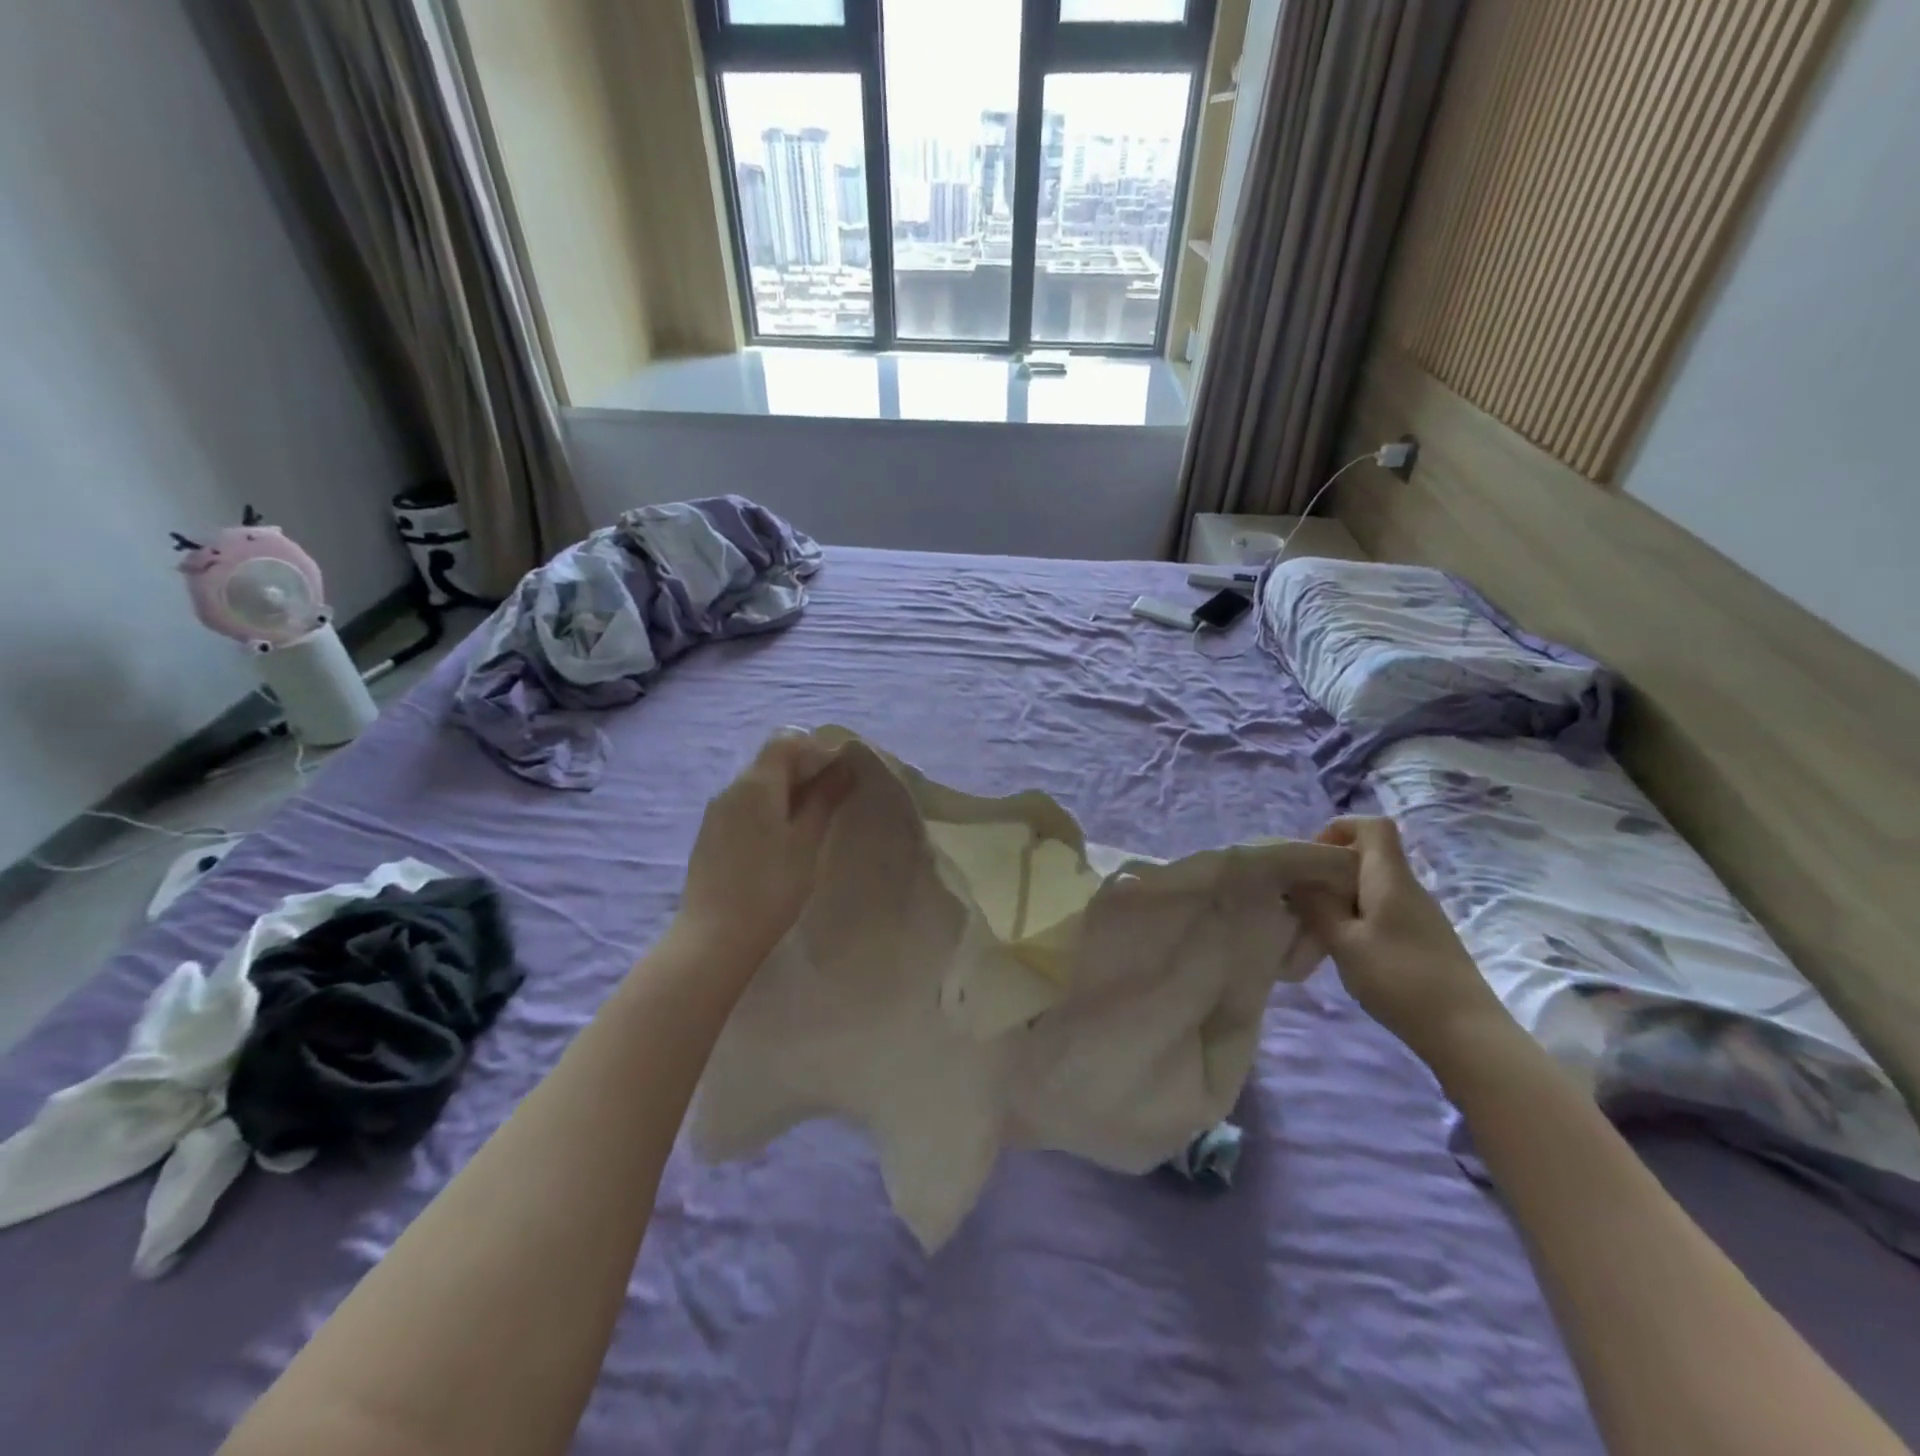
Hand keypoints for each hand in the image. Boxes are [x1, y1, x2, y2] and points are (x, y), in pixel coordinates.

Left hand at [673, 731, 854, 971]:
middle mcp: (731, 789)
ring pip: (758, 786)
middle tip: (834, 799)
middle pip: (771, 762)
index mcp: (756, 783)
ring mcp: (716, 813)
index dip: (817, 749)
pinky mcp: (710, 836)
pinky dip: (769, 811)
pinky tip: (782, 841)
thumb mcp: (806, 841)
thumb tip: (844, 766)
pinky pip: (745, 808)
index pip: (787, 741)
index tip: (843, 773)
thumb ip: (825, 798)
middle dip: (805, 771)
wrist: (714, 937)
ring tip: (812, 822)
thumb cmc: (770, 886)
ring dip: (787, 793)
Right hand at [1288, 816, 1513, 1066]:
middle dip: (1330, 868)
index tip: (1311, 857)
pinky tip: (1346, 950)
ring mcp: (1420, 915)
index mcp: (1390, 879)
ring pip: (1374, 886)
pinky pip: (1383, 911)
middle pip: (1369, 856)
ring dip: (1342, 897)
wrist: (1466, 1034)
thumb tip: (1297, 880)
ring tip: (1318, 927)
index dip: (1339, 829)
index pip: (1373, 826)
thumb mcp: (1344, 942)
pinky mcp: (1424, 940)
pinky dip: (1358, 918)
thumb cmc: (1399, 979)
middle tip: (1302, 897)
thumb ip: (1317, 906)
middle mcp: (1409, 888)